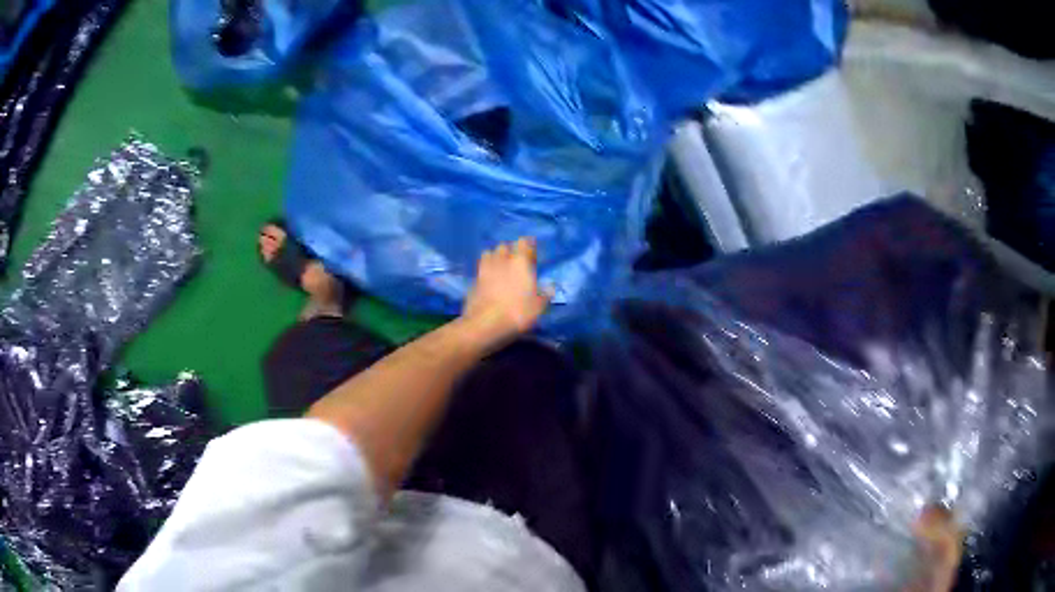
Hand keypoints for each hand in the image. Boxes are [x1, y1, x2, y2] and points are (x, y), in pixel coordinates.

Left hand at [461, 237, 550, 345]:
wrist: (485, 324)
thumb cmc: (518, 312)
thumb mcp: (538, 307)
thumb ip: (544, 294)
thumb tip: (549, 287)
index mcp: (520, 262)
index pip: (524, 242)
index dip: (528, 245)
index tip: (531, 252)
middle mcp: (502, 260)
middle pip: (504, 246)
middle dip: (510, 251)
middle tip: (516, 262)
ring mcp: (484, 269)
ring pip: (489, 254)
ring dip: (495, 258)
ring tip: (500, 267)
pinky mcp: (473, 280)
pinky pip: (481, 269)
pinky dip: (485, 271)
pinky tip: (489, 281)